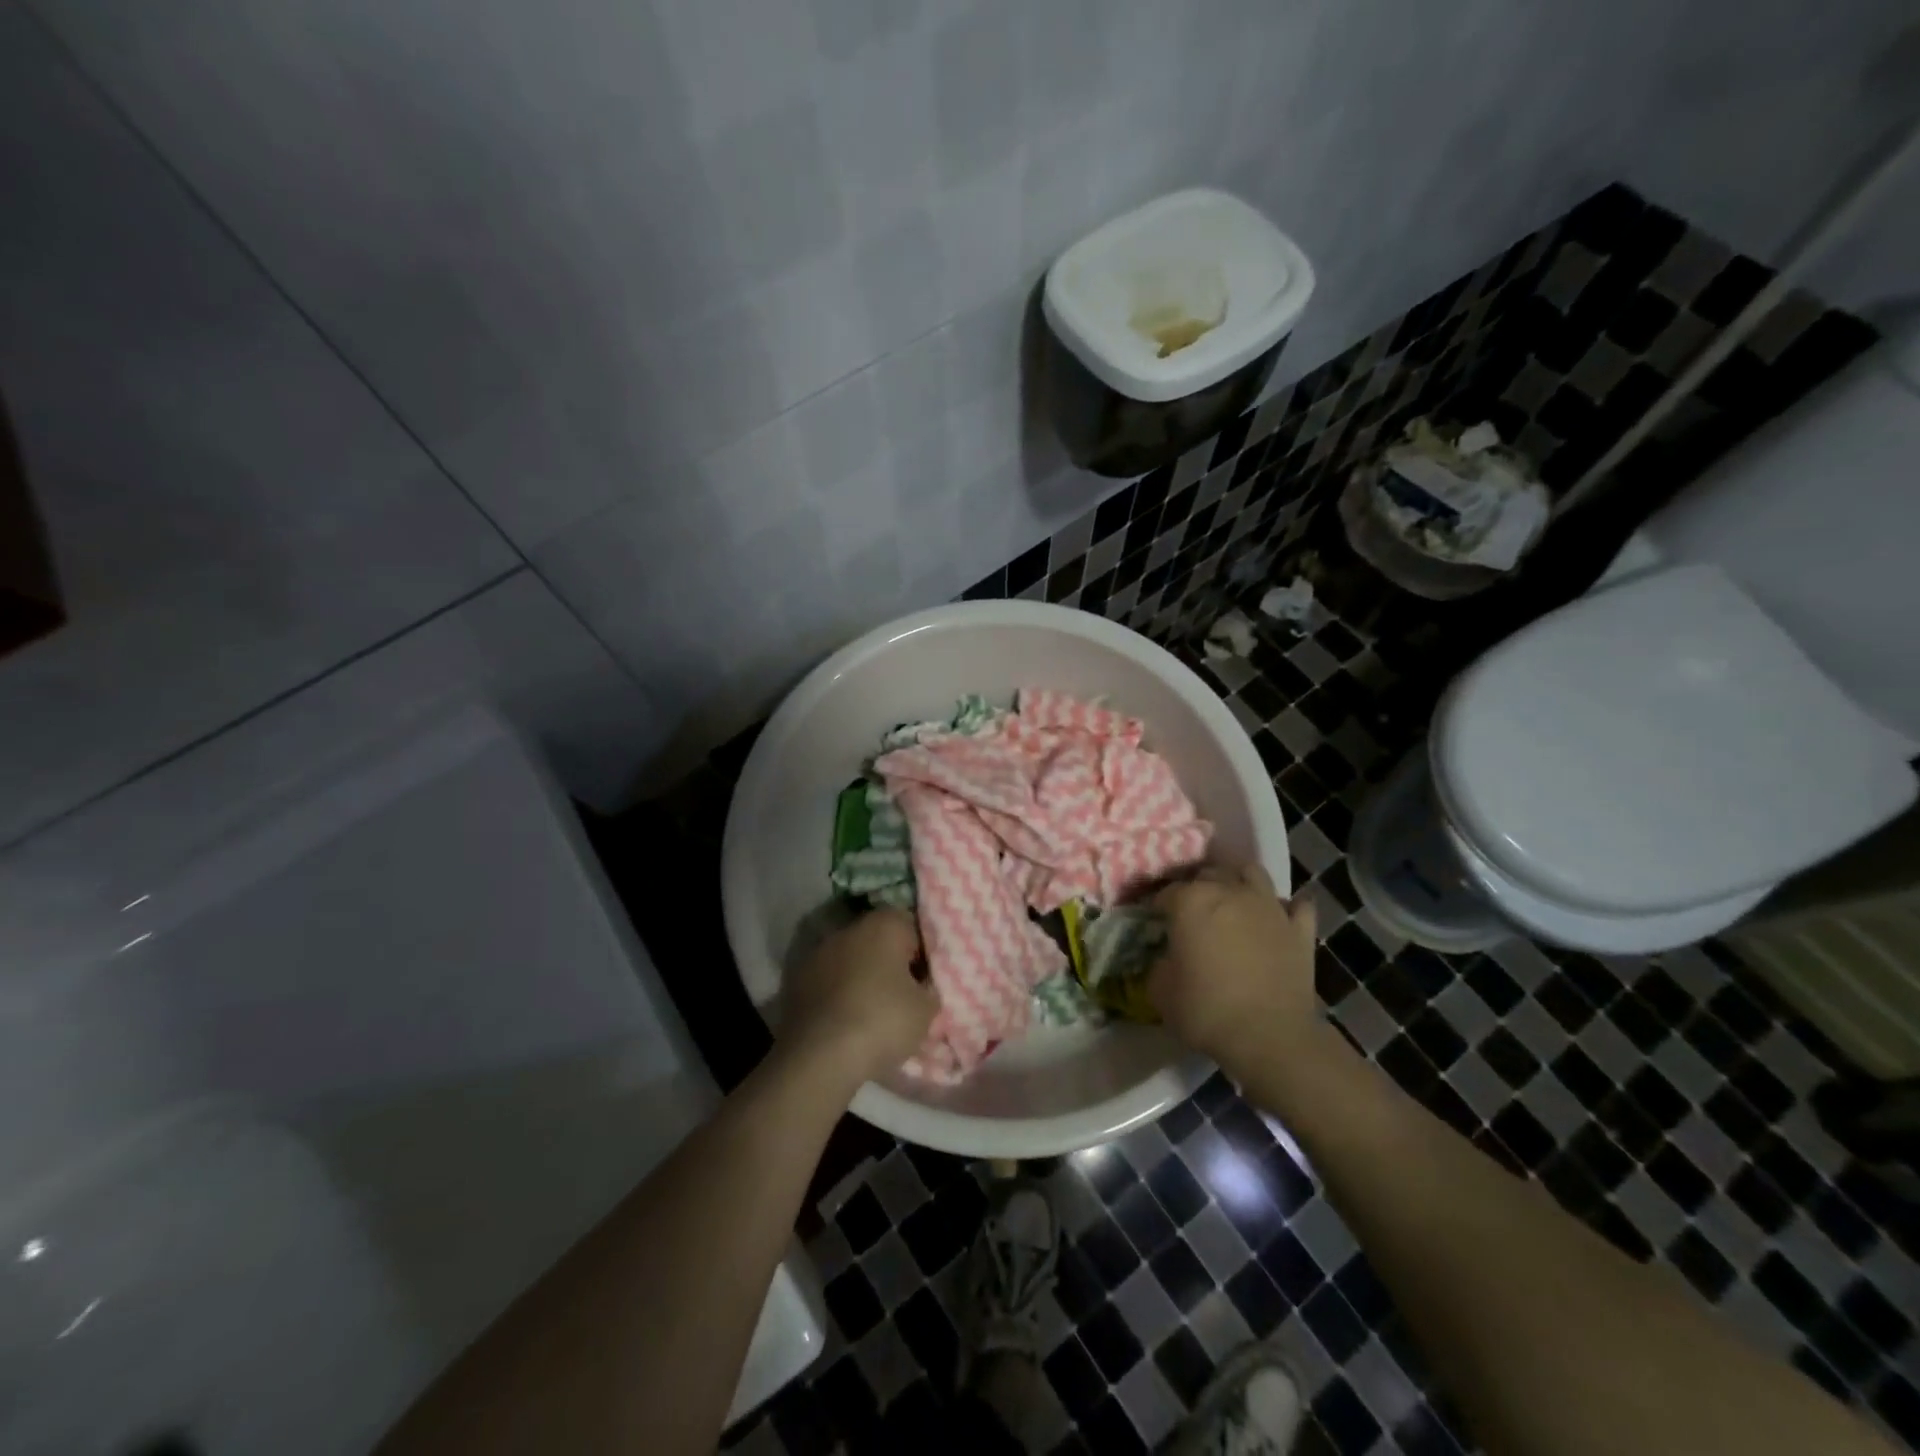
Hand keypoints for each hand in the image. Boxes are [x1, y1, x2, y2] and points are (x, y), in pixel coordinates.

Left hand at [781, 909, 936, 1083]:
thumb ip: (929, 987)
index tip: (926, 980)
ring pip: (850, 959)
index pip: (911, 926)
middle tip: (903, 995)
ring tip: (871, 1011)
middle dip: (890, 962)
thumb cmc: (882, 1022)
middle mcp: (848, 929)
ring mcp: (817, 953)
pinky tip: (844, 1021)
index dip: (922, 952)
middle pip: (878, 939)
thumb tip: (923, 983)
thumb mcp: (926, 1009)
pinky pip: (828, 980)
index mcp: (883, 925)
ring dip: (860, 976)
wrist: (819, 1057)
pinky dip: (837, 994)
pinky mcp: (795, 980)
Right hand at [1148, 864, 1319, 1074]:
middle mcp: (1230, 891)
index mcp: (1191, 900)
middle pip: (1209, 873)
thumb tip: (1165, 957)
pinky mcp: (1300, 929)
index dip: (1158, 906)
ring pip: (1252, 873)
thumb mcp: (1159, 990)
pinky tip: (1279, 919)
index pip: (1166, 891)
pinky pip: (1297, 906)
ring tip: (1233, 902)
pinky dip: (1287, 909)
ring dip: (1239, 882)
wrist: (1270, 1037)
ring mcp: (1269, 906)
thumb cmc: (1206, 1010)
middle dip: (1197, 887)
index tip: (1156, 922)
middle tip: (1192, 912)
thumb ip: (1158, 962)